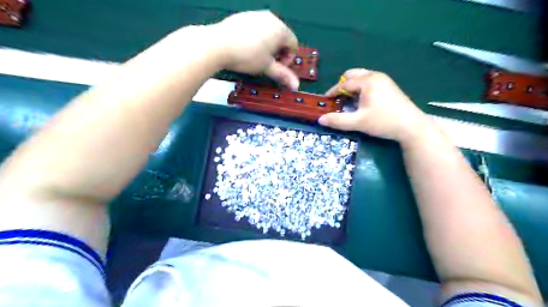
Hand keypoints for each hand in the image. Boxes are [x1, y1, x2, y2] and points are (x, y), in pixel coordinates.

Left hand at [213, 11, 298, 89]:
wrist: (218, 44)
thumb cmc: (247, 56)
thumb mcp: (267, 67)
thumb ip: (283, 75)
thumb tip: (296, 86)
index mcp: (280, 29)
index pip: (294, 44)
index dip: (289, 59)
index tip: (278, 67)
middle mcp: (271, 18)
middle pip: (282, 37)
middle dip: (278, 52)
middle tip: (267, 63)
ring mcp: (256, 15)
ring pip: (269, 32)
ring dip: (268, 45)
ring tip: (256, 56)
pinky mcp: (244, 16)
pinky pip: (256, 28)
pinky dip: (256, 38)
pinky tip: (245, 47)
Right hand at [317, 68, 432, 141]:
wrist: (412, 126)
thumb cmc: (383, 122)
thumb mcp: (358, 122)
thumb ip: (338, 120)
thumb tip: (320, 119)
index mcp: (367, 81)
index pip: (344, 83)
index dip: (332, 92)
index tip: (325, 101)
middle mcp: (375, 76)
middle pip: (352, 74)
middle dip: (342, 85)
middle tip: (338, 100)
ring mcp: (384, 79)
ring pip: (361, 77)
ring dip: (352, 86)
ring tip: (349, 102)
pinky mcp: (389, 86)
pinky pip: (369, 81)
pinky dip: (361, 88)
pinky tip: (362, 102)